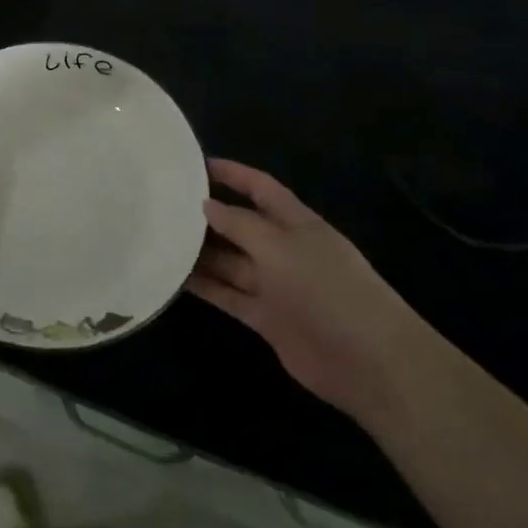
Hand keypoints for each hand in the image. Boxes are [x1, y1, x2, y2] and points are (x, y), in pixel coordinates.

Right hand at [189, 159, 425, 420]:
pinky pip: (228, 295)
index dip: (232, 174)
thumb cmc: (327, 289)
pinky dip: (205, 287)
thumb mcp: (280, 247)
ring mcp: (275, 285)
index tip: (194, 164)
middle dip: (207, 215)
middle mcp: (284, 250)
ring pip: (230, 261)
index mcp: (296, 223)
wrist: (368, 362)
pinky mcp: (266, 318)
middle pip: (240, 225)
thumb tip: (206, 205)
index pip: (260, 188)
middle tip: (164, 205)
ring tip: (159, 239)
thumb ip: (240, 224)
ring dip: (200, 253)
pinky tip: (174, 278)